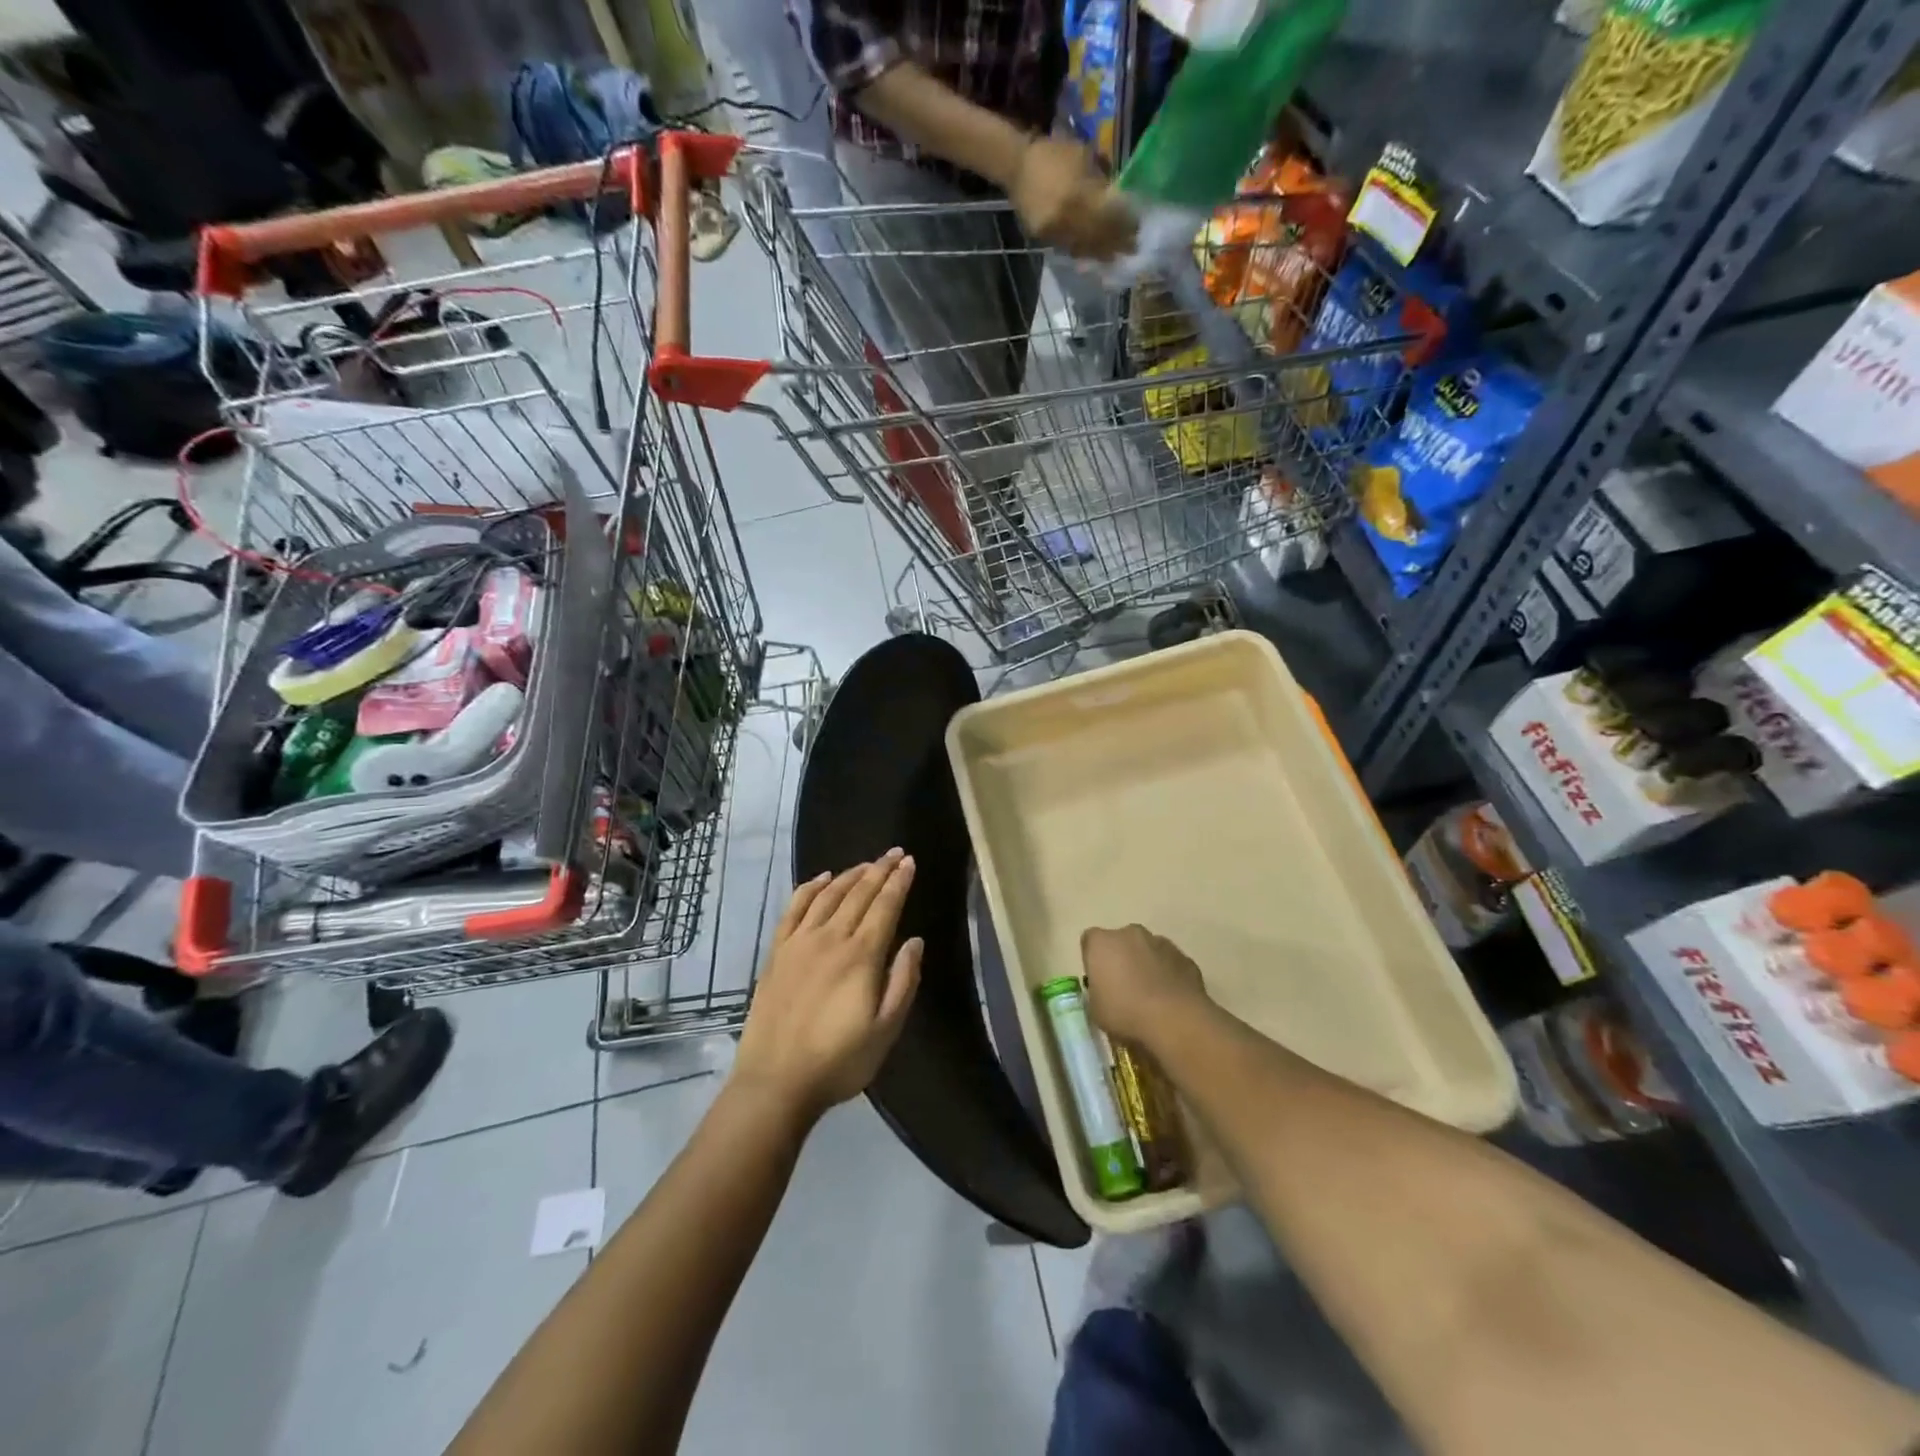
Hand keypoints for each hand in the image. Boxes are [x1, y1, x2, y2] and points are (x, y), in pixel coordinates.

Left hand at [733, 850, 923, 1120]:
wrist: (775, 1081)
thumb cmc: (839, 1061)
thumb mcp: (886, 1030)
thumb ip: (903, 982)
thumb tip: (914, 941)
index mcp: (861, 956)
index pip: (884, 907)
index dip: (898, 882)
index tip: (909, 862)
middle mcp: (831, 939)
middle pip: (858, 894)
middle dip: (879, 870)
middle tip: (894, 853)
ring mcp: (800, 943)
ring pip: (828, 895)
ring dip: (849, 874)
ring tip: (866, 863)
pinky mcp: (777, 953)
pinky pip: (794, 909)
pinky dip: (809, 888)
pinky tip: (821, 879)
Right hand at [1008, 137, 1137, 260]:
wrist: (1017, 166)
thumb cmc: (1054, 153)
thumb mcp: (1084, 157)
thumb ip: (1101, 181)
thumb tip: (1120, 198)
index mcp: (1078, 194)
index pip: (1110, 215)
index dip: (1126, 223)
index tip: (1139, 227)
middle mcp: (1068, 218)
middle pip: (1099, 236)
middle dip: (1118, 242)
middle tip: (1133, 247)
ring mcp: (1055, 232)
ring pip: (1085, 247)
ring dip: (1103, 252)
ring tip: (1117, 255)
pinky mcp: (1045, 240)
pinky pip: (1070, 249)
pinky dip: (1085, 252)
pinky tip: (1095, 254)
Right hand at [1081, 924, 1207, 1046]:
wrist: (1176, 1021)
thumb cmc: (1125, 1014)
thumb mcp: (1095, 1009)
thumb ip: (1097, 991)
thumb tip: (1105, 990)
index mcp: (1101, 943)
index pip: (1090, 942)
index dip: (1094, 961)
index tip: (1099, 982)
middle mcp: (1130, 934)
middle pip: (1121, 941)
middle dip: (1121, 958)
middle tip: (1123, 988)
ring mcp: (1160, 942)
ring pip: (1147, 950)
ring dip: (1146, 965)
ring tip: (1150, 997)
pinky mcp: (1185, 957)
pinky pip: (1170, 963)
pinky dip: (1168, 975)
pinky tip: (1170, 1000)